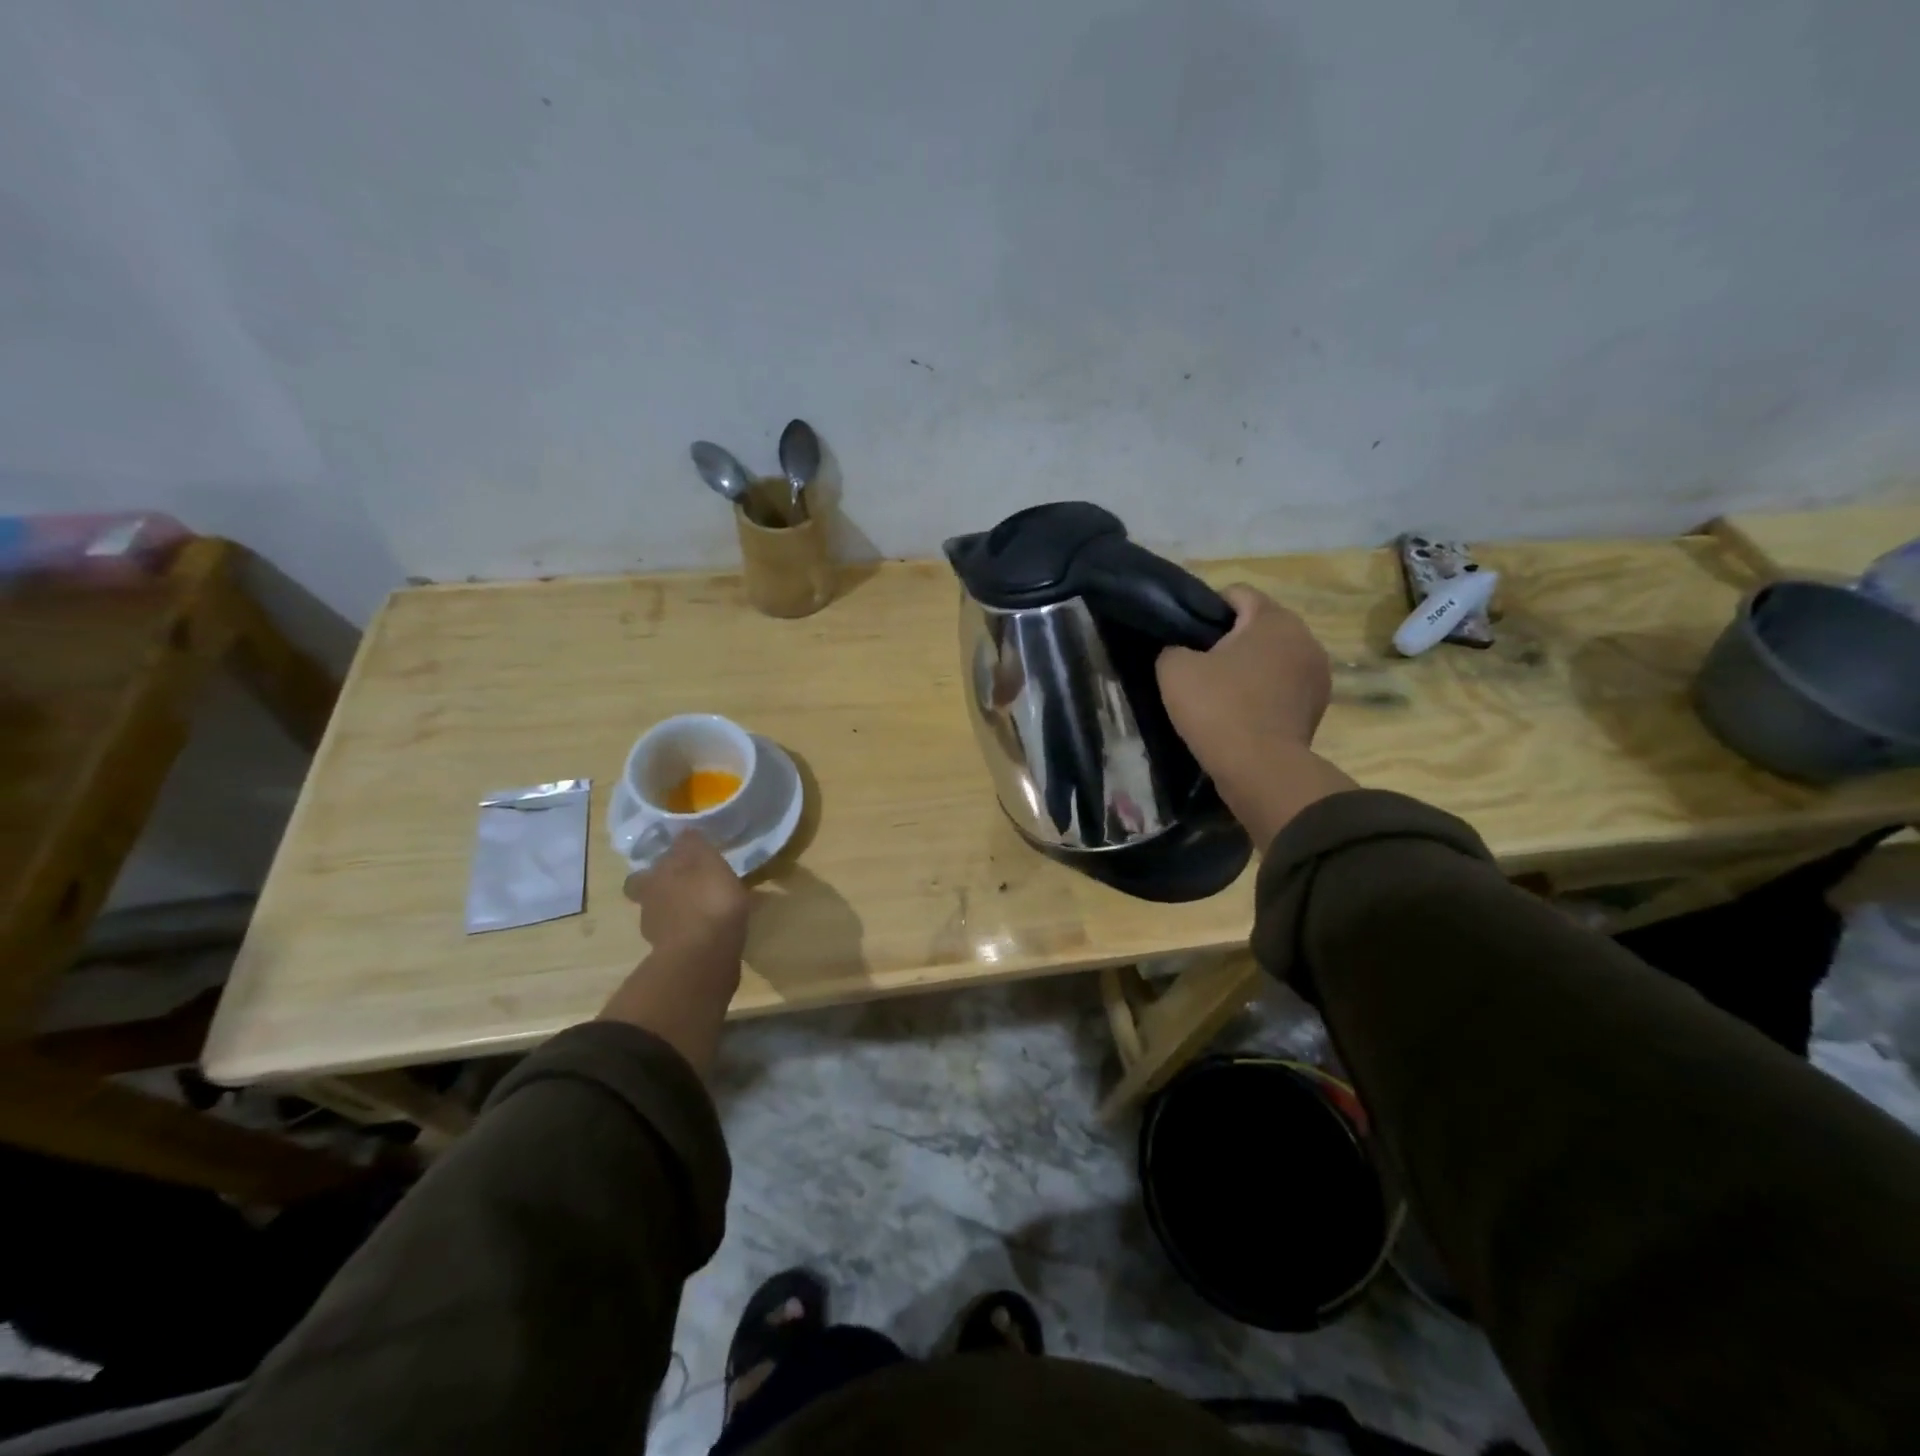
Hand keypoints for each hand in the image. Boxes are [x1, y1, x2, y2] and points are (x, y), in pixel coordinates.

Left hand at [600, 831, 749, 1073]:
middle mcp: (649, 908)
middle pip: (648, 898)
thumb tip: (682, 833)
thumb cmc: (707, 899)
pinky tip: (714, 932)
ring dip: (681, 915)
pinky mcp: (678, 960)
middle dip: (664, 893)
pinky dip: (695, 936)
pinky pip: (684, 940)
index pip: (642, 873)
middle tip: (688, 888)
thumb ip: (692, 844)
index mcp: (652, 882)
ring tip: (707, 910)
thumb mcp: (705, 859)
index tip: (675, 865)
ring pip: (665, 920)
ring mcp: (661, 937)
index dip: (657, 869)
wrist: (706, 957)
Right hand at [1157, 585, 1355, 844]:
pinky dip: (1264, 692)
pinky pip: (1283, 685)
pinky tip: (1241, 713)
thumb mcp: (1174, 670)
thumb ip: (1173, 648)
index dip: (1206, 609)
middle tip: (1199, 667)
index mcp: (1273, 618)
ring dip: (1250, 667)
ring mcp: (1318, 673)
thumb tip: (1181, 651)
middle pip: (1259, 625)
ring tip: (1221, 693)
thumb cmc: (1218, 708)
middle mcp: (1305, 637)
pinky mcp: (1318, 706)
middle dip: (1230, 640)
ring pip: (1273, 657)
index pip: (1236, 593)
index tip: (1186, 636)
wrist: (1260, 769)